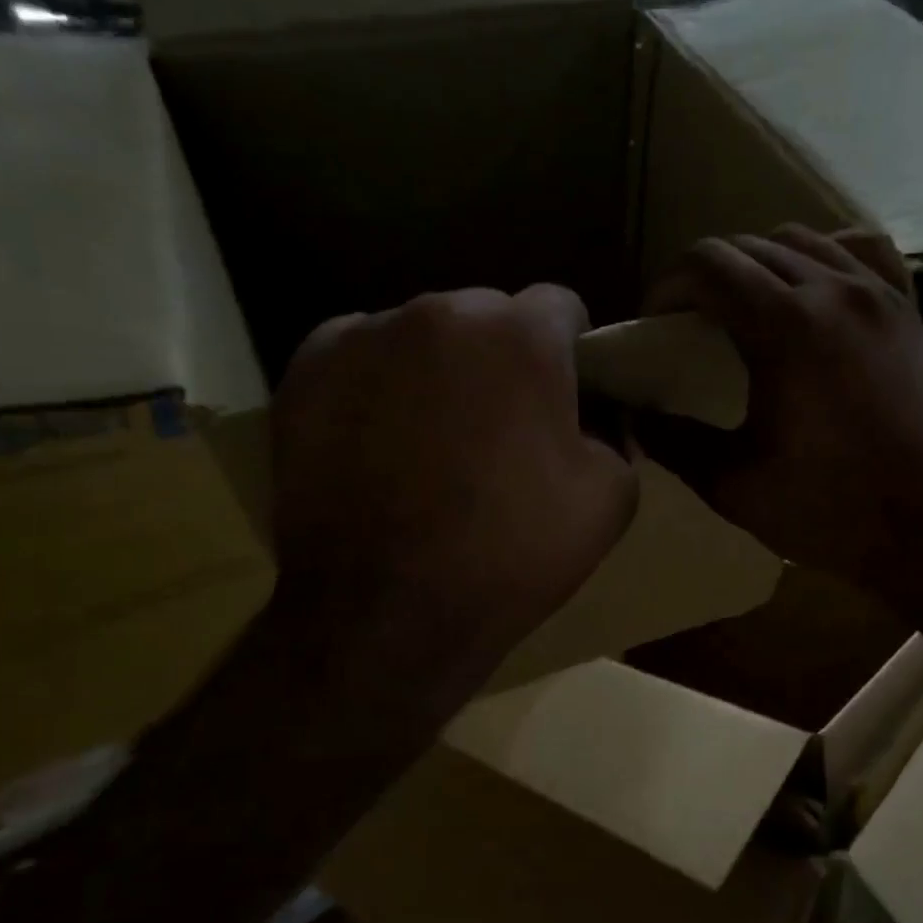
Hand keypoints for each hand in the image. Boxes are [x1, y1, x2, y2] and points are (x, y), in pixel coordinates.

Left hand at [268, 286, 637, 706]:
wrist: (387, 615)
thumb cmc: (510, 554)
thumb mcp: (609, 500)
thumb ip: (615, 436)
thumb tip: (594, 419)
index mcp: (522, 336)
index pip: (560, 307)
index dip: (569, 350)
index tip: (562, 395)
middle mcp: (442, 313)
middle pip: (488, 316)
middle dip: (502, 357)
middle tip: (499, 426)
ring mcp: (366, 336)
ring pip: (423, 334)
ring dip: (439, 369)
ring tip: (432, 439)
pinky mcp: (307, 370)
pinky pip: (362, 355)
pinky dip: (379, 383)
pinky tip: (379, 439)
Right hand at [639, 226, 922, 623]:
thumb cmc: (834, 512)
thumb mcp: (735, 486)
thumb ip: (675, 444)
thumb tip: (635, 419)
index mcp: (786, 327)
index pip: (708, 264)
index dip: (667, 287)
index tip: (656, 325)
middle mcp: (834, 290)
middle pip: (749, 247)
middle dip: (706, 277)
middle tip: (691, 326)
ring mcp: (880, 295)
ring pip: (803, 240)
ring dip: (760, 263)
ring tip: (747, 311)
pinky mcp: (910, 312)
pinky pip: (862, 252)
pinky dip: (825, 257)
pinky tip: (816, 292)